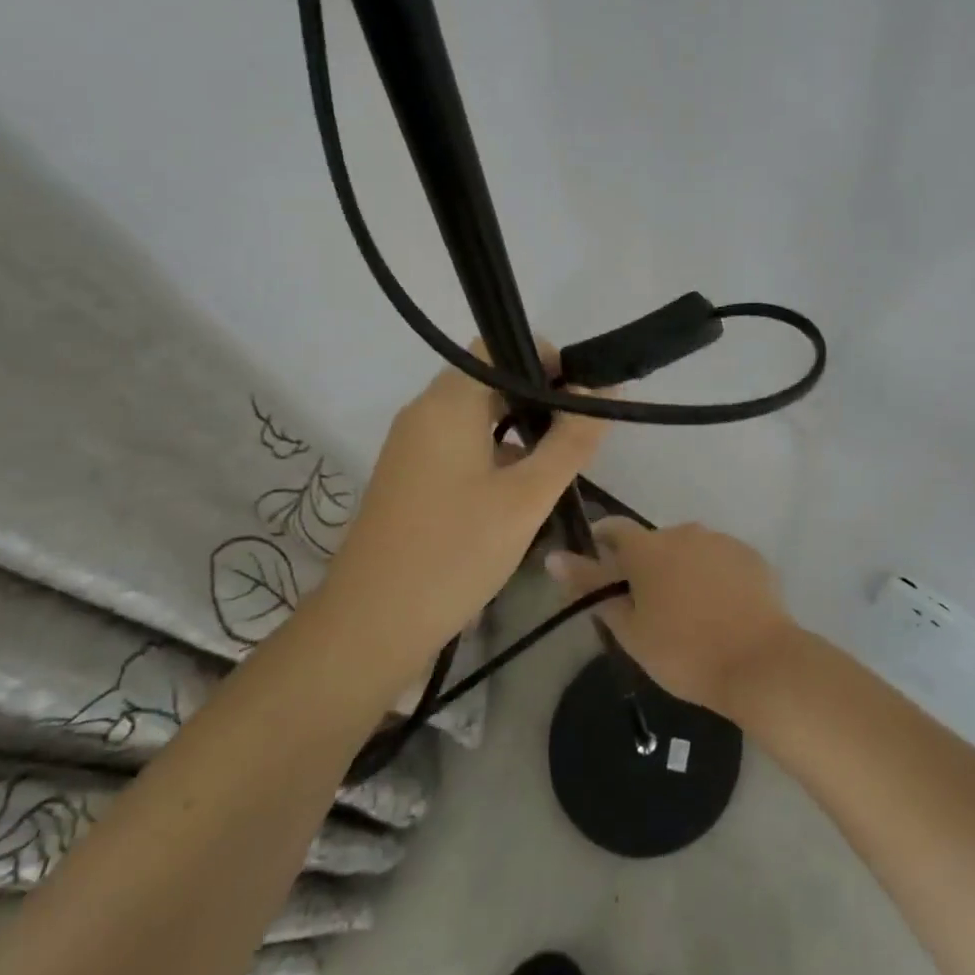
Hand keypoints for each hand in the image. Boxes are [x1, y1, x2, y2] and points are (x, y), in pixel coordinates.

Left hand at [327, 346, 607, 650]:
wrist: (371, 626)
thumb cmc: (455, 552)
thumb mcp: (526, 497)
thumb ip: (571, 440)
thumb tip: (604, 390)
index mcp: (447, 403)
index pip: (499, 347)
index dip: (546, 360)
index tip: (583, 397)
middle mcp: (424, 413)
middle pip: (489, 380)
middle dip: (539, 398)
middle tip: (578, 435)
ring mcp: (412, 447)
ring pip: (476, 416)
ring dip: (519, 428)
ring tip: (558, 465)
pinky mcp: (410, 478)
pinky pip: (460, 446)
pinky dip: (494, 453)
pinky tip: (521, 491)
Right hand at [547, 519, 798, 715]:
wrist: (760, 663)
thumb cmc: (684, 652)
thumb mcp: (629, 629)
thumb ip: (591, 588)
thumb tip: (554, 557)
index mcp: (649, 548)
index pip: (614, 528)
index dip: (602, 544)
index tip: (598, 569)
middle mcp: (685, 532)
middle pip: (654, 543)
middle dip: (646, 566)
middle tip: (647, 608)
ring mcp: (722, 541)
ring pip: (689, 550)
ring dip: (681, 570)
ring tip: (688, 614)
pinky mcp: (751, 557)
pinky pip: (720, 560)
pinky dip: (713, 577)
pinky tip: (720, 611)